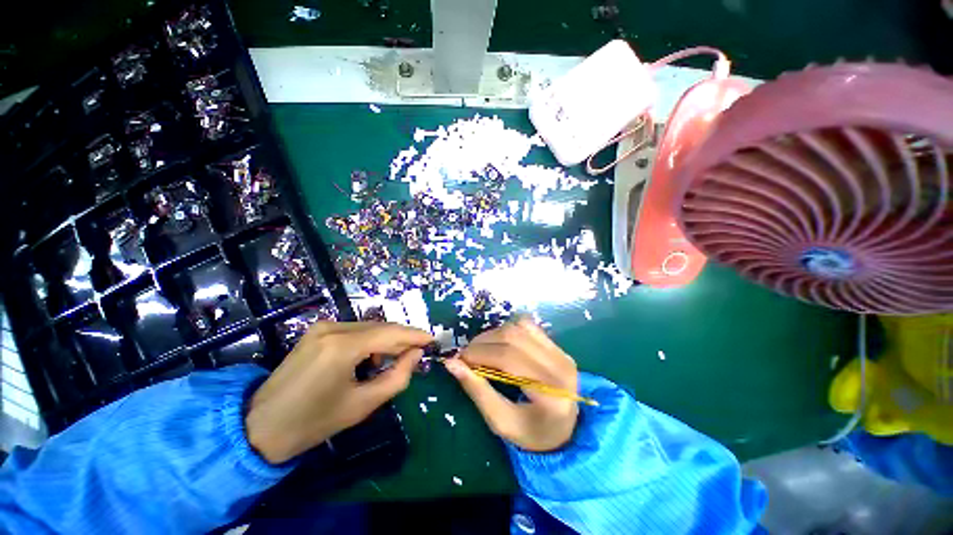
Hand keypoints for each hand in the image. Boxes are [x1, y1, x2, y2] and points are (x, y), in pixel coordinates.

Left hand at [245, 321, 431, 463]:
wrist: (259, 427)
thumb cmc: (313, 422)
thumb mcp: (362, 405)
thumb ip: (397, 376)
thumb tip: (416, 355)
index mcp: (343, 346)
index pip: (390, 332)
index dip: (415, 335)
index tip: (433, 340)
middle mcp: (333, 328)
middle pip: (381, 327)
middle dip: (402, 338)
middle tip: (419, 351)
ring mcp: (323, 327)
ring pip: (369, 327)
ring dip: (387, 340)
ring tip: (396, 359)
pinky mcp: (318, 332)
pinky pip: (355, 331)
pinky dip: (370, 340)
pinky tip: (372, 357)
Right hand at [444, 319, 578, 451]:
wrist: (566, 429)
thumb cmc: (532, 433)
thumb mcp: (501, 422)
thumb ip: (477, 391)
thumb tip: (451, 363)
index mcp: (550, 392)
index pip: (509, 359)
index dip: (480, 354)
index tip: (459, 360)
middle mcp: (559, 365)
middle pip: (513, 338)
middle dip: (483, 342)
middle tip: (467, 355)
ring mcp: (561, 352)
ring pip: (519, 327)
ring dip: (494, 334)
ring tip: (481, 349)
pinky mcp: (557, 345)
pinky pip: (528, 326)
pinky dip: (508, 330)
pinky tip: (500, 343)